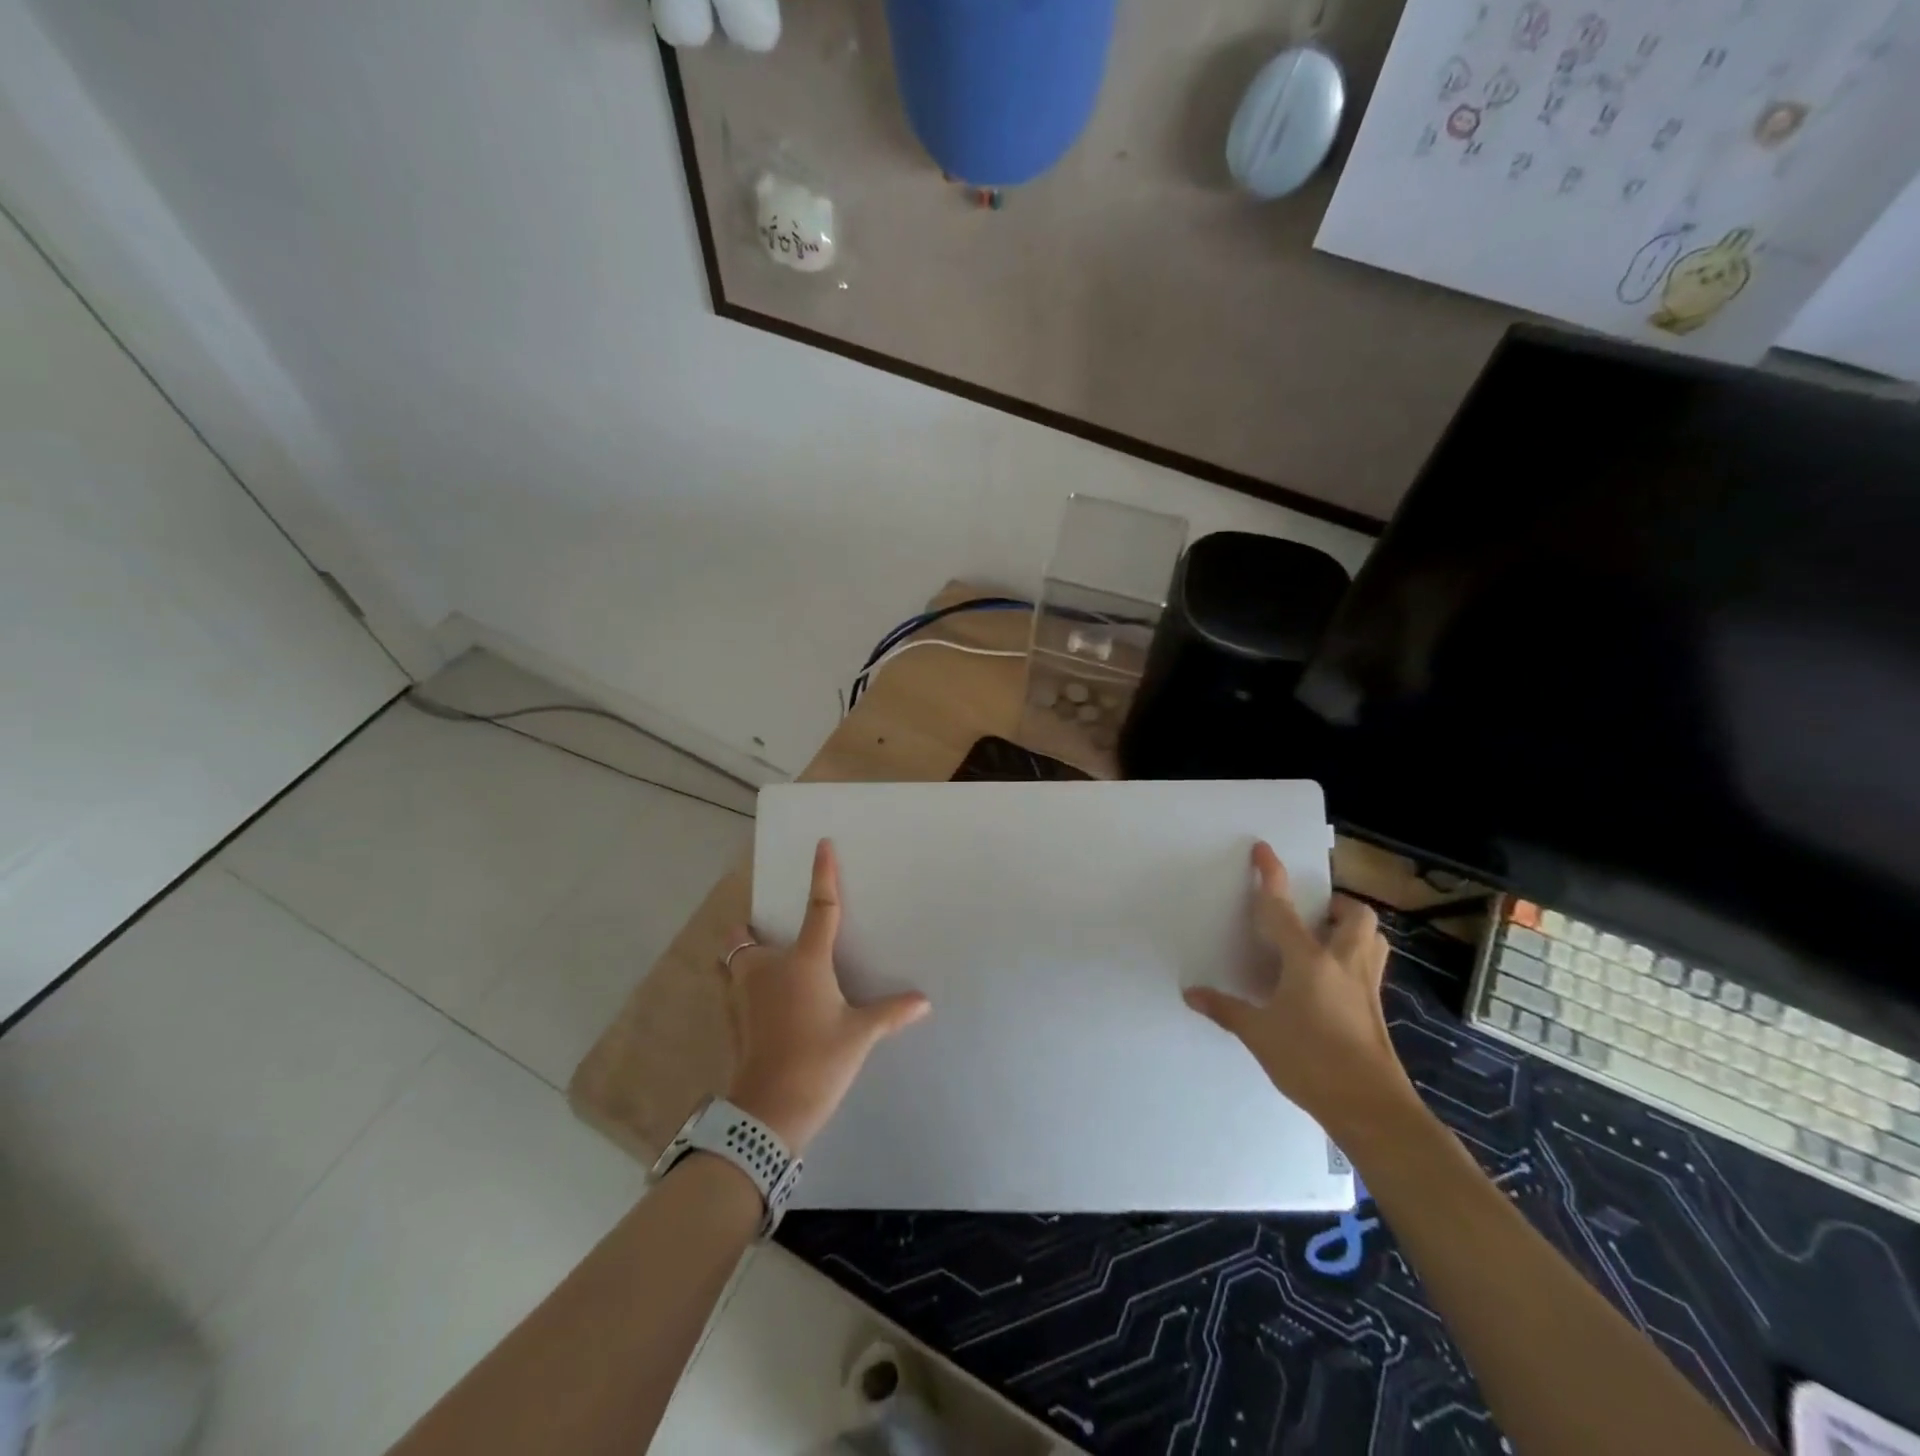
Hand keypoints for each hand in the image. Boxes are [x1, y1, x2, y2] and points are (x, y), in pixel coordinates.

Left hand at [721, 839, 930, 1153]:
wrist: (767, 1111)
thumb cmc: (817, 1061)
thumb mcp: (859, 1035)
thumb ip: (890, 1013)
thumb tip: (924, 1002)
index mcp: (804, 962)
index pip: (820, 909)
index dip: (823, 875)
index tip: (822, 844)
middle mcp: (767, 968)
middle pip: (747, 935)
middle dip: (754, 930)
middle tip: (774, 935)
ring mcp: (742, 994)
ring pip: (733, 960)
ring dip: (744, 957)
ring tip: (768, 970)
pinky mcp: (732, 1018)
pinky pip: (732, 987)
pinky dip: (743, 986)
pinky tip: (764, 1004)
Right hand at [1184, 842, 1414, 1134]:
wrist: (1370, 1107)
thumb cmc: (1310, 1061)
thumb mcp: (1258, 1033)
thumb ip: (1225, 1009)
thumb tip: (1191, 993)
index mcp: (1309, 960)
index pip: (1283, 909)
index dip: (1270, 876)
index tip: (1263, 849)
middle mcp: (1343, 962)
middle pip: (1353, 915)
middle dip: (1335, 904)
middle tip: (1311, 914)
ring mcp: (1366, 985)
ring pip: (1372, 938)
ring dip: (1352, 928)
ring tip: (1325, 939)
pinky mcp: (1375, 1008)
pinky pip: (1370, 966)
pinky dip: (1354, 959)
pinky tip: (1330, 982)